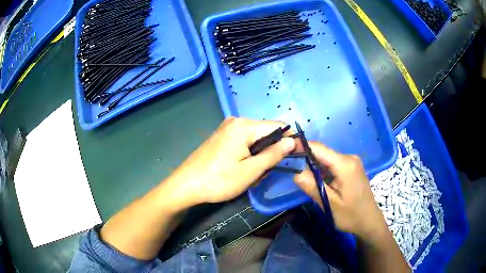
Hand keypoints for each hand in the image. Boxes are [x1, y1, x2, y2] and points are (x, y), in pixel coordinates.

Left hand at [166, 117, 295, 206]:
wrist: (185, 185)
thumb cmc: (218, 180)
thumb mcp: (250, 171)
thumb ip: (273, 154)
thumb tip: (292, 141)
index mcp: (244, 126)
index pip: (278, 126)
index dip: (289, 140)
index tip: (294, 157)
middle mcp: (236, 121)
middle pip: (266, 132)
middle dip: (269, 153)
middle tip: (261, 173)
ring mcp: (227, 128)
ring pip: (255, 140)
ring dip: (258, 157)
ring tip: (248, 174)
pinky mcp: (221, 136)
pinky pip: (243, 142)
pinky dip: (247, 155)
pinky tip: (239, 169)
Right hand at [293, 142, 386, 237]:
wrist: (369, 220)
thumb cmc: (351, 215)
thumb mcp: (329, 204)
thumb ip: (312, 186)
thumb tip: (295, 172)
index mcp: (345, 164)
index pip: (319, 148)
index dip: (301, 146)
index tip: (285, 150)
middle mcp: (349, 158)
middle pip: (322, 153)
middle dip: (308, 162)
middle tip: (296, 175)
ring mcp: (351, 162)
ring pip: (327, 159)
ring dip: (316, 169)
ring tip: (309, 184)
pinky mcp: (351, 167)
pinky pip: (333, 164)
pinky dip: (324, 172)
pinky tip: (323, 184)